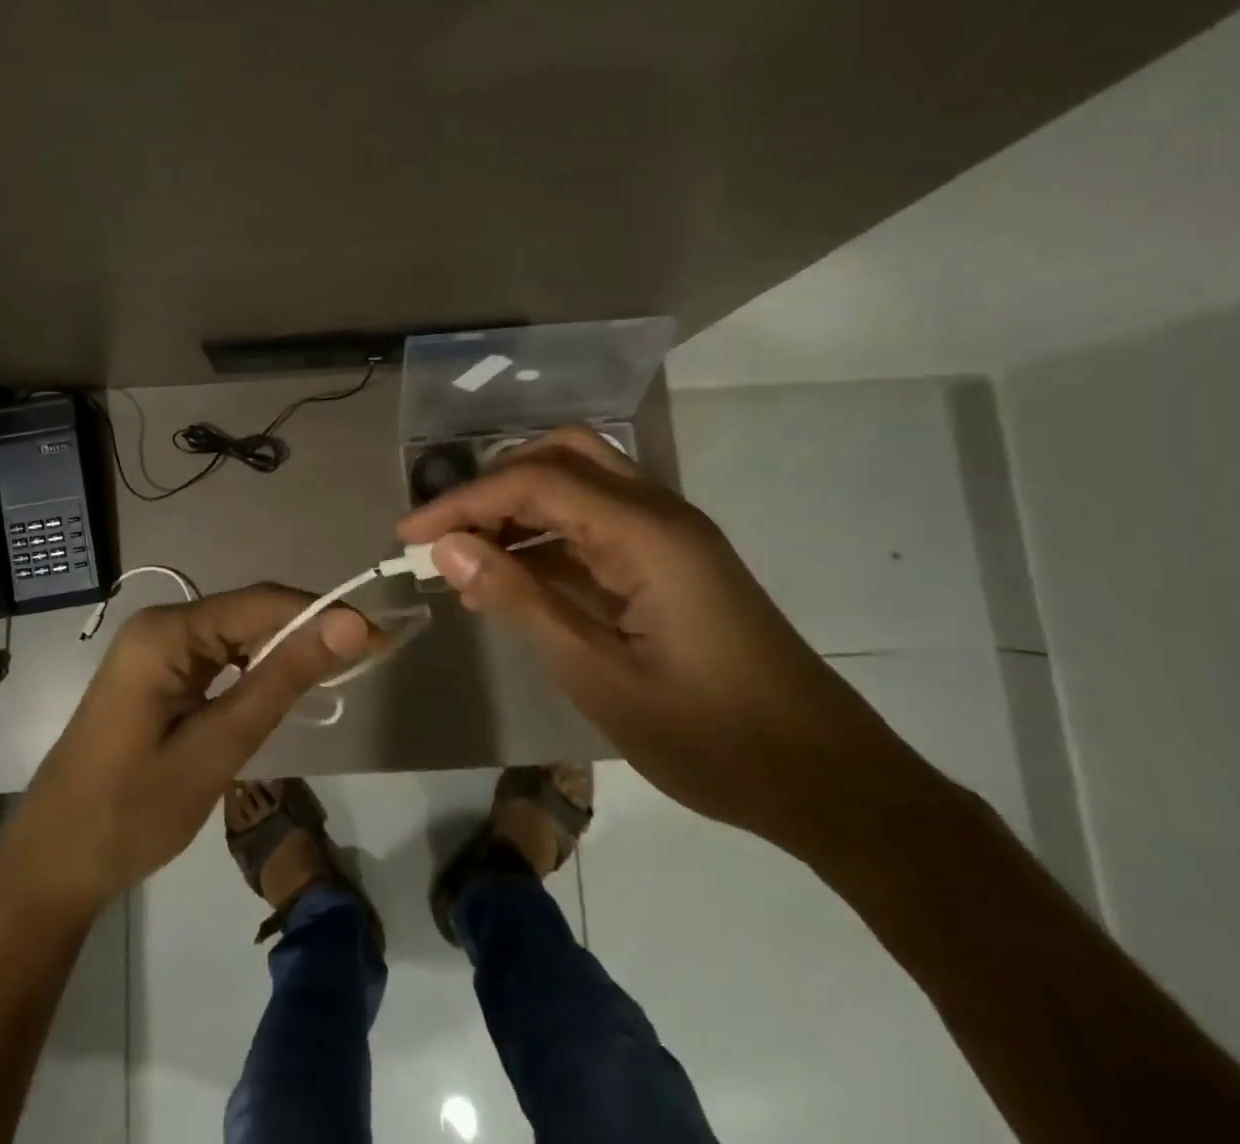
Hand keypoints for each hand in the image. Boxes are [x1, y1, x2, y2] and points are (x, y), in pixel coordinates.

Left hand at [0, 586, 371, 916]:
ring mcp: (155, 648)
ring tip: (340, 671)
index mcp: (168, 632)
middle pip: (251, 613)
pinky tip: (285, 687)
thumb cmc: (130, 813)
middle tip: (369, 658)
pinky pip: (219, 656)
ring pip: (238, 634)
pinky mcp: (157, 673)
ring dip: (287, 651)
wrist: (51, 865)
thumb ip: (282, 682)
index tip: (379, 638)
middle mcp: (161, 625)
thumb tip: (348, 625)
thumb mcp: (217, 748)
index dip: (325, 614)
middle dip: (310, 631)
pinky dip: (257, 669)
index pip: (263, 603)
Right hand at [397, 428, 949, 860]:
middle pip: (562, 457)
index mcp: (647, 532)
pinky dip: (547, 539)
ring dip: (518, 509)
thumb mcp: (599, 675)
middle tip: (446, 532)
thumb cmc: (713, 738)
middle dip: (493, 485)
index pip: (534, 484)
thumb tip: (449, 548)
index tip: (409, 536)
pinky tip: (513, 578)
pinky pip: (597, 526)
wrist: (830, 783)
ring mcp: (669, 535)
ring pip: (579, 485)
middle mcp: (659, 513)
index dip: (463, 503)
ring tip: (466, 558)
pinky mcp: (672, 562)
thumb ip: (521, 600)